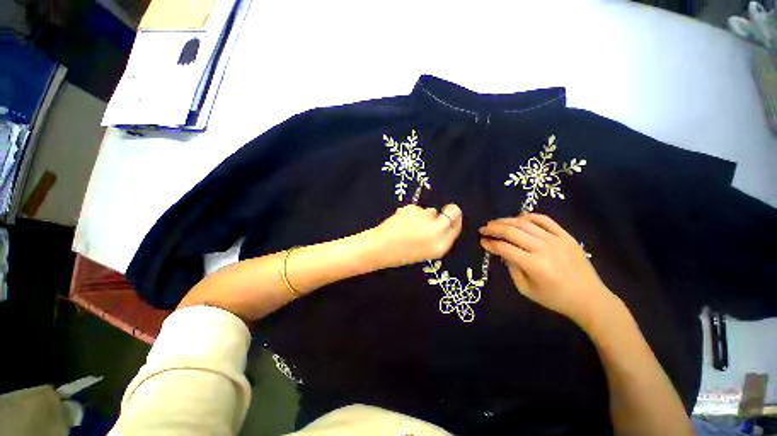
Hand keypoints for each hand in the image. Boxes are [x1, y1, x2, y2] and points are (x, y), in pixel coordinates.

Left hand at [372, 204, 462, 267]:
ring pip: (430, 211)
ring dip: (423, 215)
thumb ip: (437, 238)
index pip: (456, 227)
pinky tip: (401, 221)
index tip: (451, 215)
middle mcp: (436, 232)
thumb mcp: (426, 251)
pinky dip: (410, 213)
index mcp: (440, 246)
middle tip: (435, 213)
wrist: (380, 249)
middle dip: (447, 210)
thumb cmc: (402, 254)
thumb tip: (444, 219)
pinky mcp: (412, 210)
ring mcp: (424, 220)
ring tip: (409, 225)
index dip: (455, 219)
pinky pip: (416, 208)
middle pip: (451, 213)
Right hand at [479, 213, 615, 327]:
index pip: (504, 248)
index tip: (481, 241)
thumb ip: (511, 268)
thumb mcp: (526, 289)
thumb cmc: (555, 298)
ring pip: (525, 223)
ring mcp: (556, 239)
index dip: (490, 243)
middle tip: (483, 229)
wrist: (590, 298)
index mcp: (534, 265)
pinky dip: (529, 216)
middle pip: (512, 231)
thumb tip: (502, 252)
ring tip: (495, 223)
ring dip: (506, 221)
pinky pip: (544, 220)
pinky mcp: (566, 236)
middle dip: (493, 228)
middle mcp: (543, 248)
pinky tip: (518, 217)